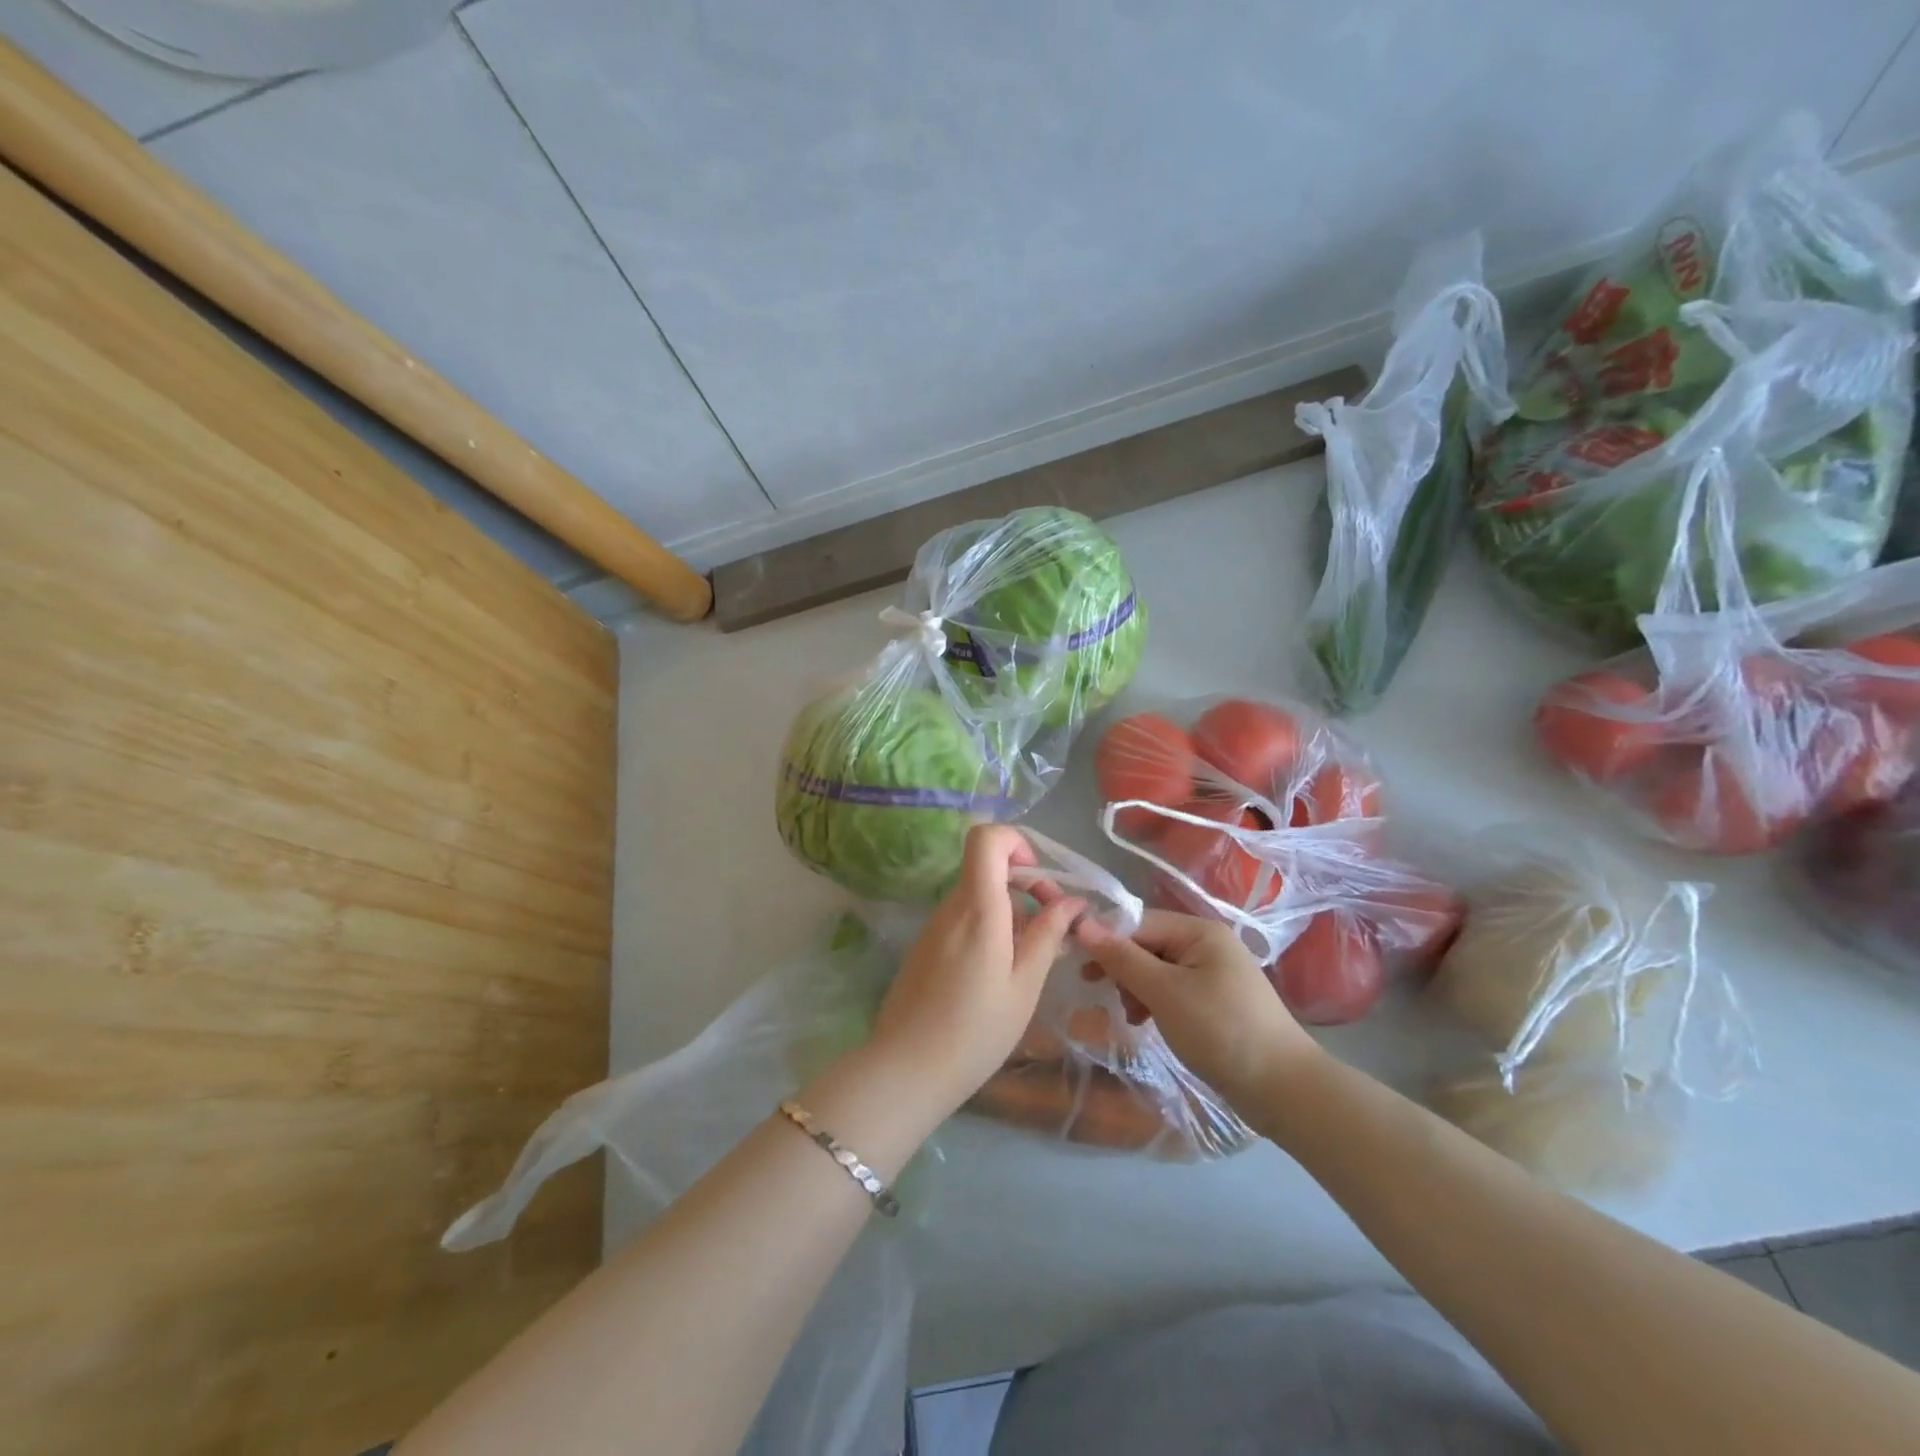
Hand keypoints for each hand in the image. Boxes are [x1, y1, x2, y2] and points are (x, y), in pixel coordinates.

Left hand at [869, 825, 1084, 1114]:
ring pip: (978, 894)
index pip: (986, 837)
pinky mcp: (926, 945)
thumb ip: (1047, 936)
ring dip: (1011, 911)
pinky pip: (964, 918)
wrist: (905, 1070)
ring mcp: (934, 925)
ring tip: (1033, 958)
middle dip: (1026, 884)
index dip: (1017, 843)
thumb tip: (1072, 902)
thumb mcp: (1024, 986)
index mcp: (977, 908)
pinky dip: (990, 927)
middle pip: (987, 867)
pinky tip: (1002, 971)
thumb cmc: (975, 1032)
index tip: (1041, 882)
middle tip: (1052, 925)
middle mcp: (951, 906)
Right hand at [1075, 910, 1319, 1108]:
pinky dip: (1154, 1003)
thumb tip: (1081, 924)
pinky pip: (1172, 990)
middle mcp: (1206, 943)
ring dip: (1136, 989)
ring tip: (1131, 1017)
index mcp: (1199, 930)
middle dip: (1122, 968)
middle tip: (1100, 993)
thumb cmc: (1221, 1031)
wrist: (1284, 1089)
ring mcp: (1213, 973)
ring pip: (1156, 969)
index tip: (1079, 967)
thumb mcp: (1165, 992)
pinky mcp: (1215, 1001)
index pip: (1138, 922)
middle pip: (1147, 944)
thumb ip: (1122, 958)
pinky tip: (1145, 1024)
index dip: (1106, 940)